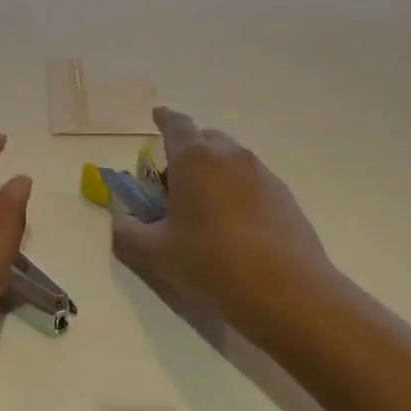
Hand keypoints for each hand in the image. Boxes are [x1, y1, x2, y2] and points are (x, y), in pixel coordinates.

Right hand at [111, 108, 339, 354]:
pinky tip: (235, 231)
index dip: (163, 119)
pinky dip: (238, 195)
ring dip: (214, 176)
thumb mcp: (154, 254)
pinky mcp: (286, 199)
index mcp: (194, 158)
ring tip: (204, 215)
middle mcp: (231, 156)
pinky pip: (253, 185)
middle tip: (173, 188)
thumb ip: (128, 233)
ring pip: (231, 163)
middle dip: (187, 154)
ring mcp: (263, 176)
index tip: (157, 117)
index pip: (176, 124)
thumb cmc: (211, 263)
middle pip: (205, 141)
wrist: (287, 293)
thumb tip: (123, 222)